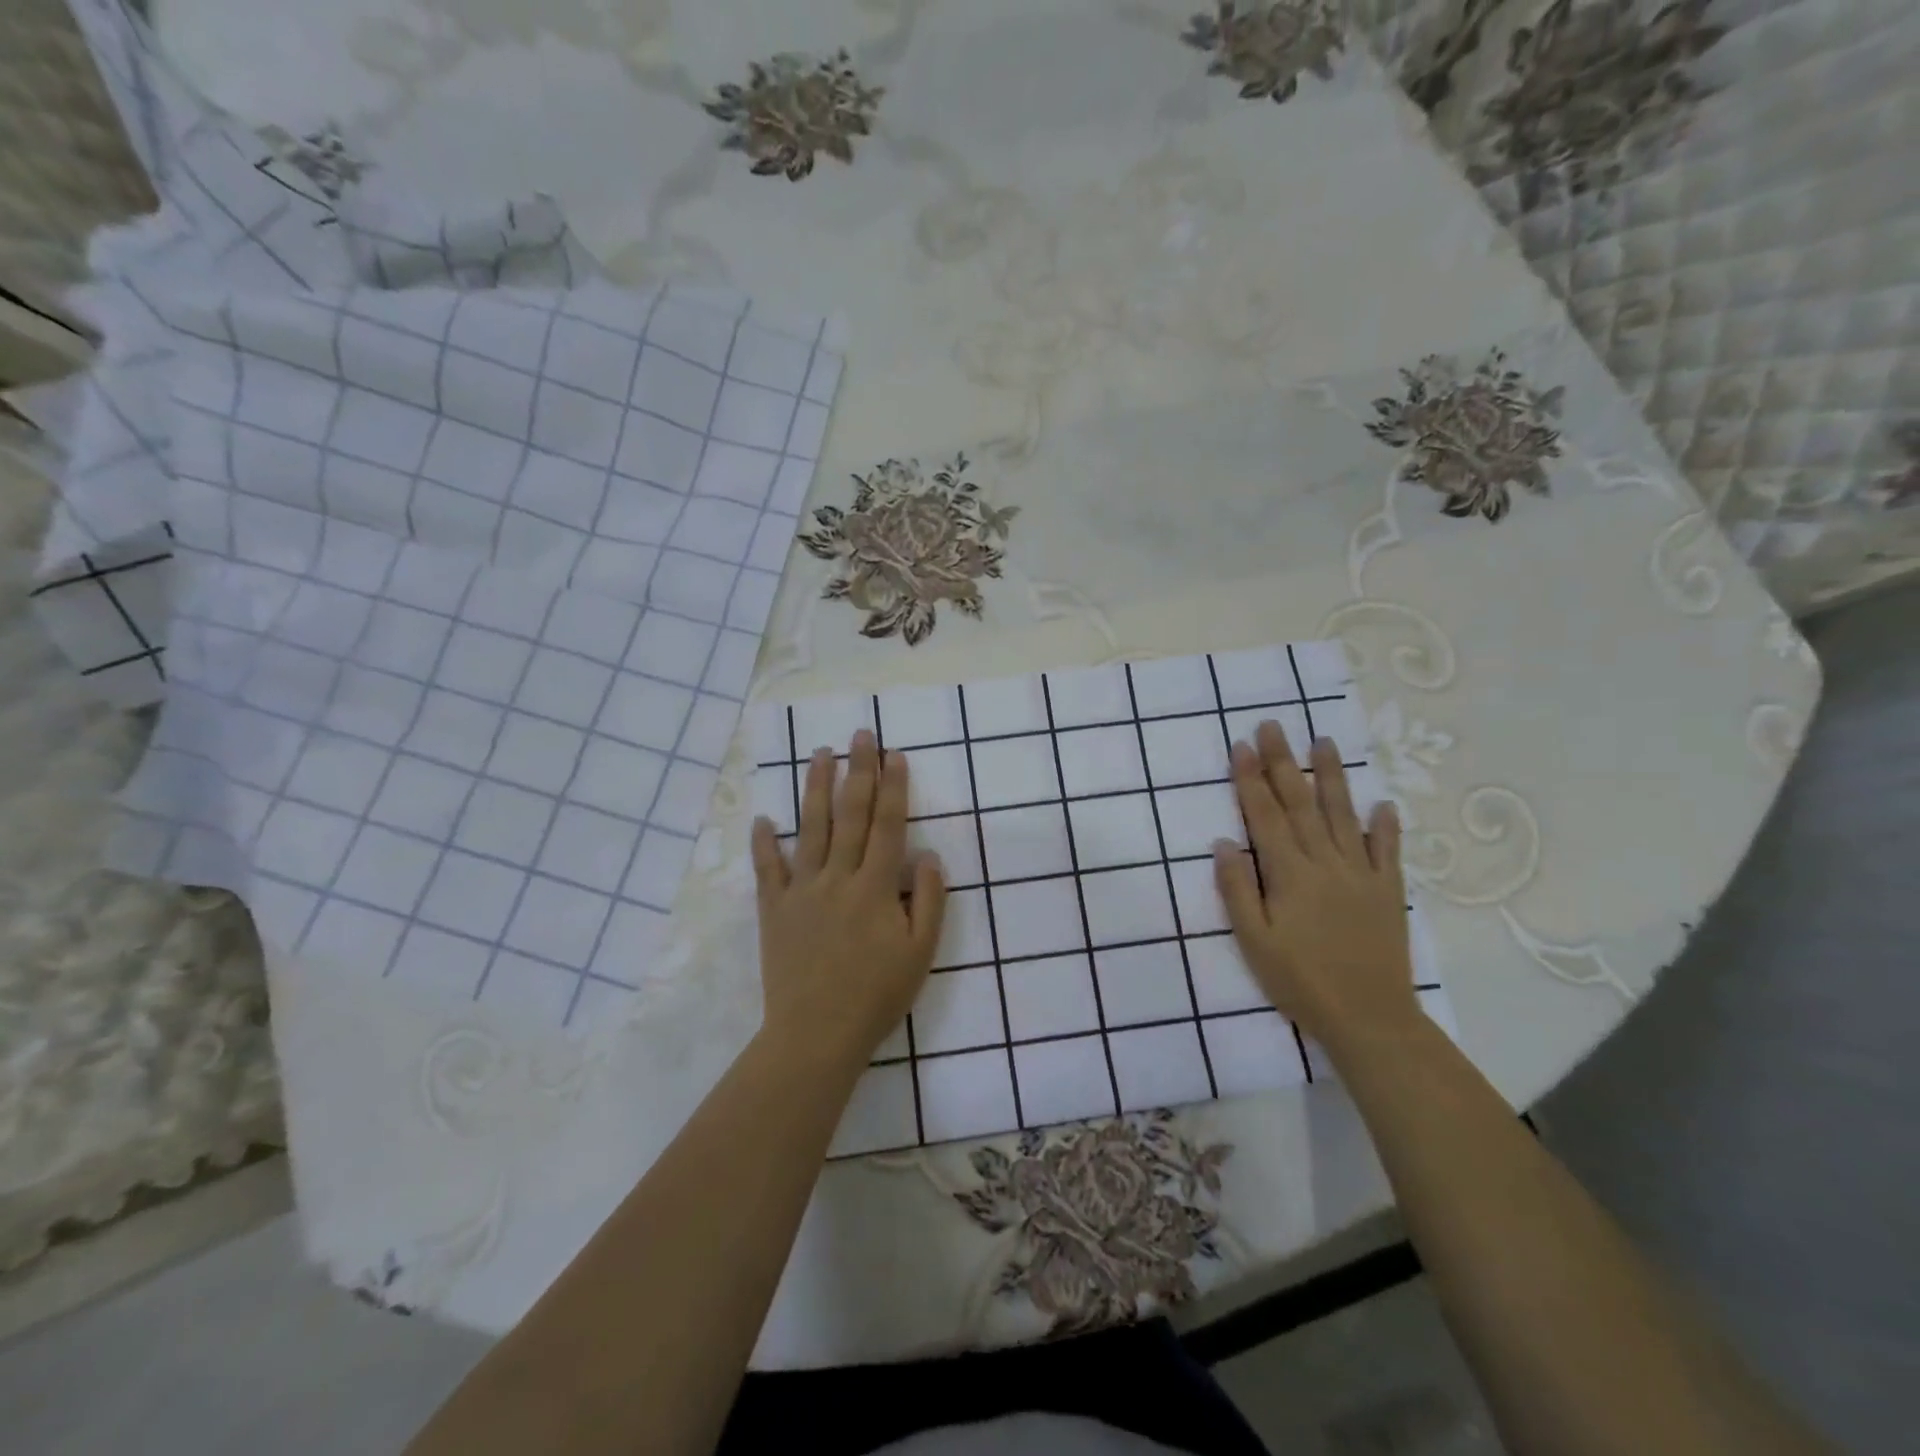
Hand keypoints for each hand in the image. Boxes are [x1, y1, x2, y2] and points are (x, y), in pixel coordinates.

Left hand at [751, 729, 946, 1069]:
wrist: (816, 1034)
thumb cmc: (877, 996)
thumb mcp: (920, 954)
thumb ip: (930, 902)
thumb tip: (929, 856)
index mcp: (876, 887)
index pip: (887, 825)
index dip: (893, 787)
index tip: (895, 754)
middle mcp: (838, 877)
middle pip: (850, 814)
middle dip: (858, 770)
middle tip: (861, 734)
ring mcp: (802, 890)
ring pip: (810, 828)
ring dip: (816, 787)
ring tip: (820, 753)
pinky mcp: (774, 909)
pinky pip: (767, 869)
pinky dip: (764, 843)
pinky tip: (763, 818)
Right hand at [1213, 722, 1418, 1052]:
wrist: (1370, 1018)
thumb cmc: (1300, 981)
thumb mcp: (1253, 940)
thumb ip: (1237, 888)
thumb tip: (1223, 842)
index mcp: (1289, 873)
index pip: (1265, 815)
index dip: (1250, 779)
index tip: (1241, 745)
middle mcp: (1326, 862)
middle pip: (1300, 804)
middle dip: (1283, 762)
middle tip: (1273, 726)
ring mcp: (1361, 874)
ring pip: (1343, 815)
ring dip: (1332, 777)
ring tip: (1324, 742)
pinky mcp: (1388, 892)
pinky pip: (1388, 851)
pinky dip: (1386, 826)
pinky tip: (1384, 803)